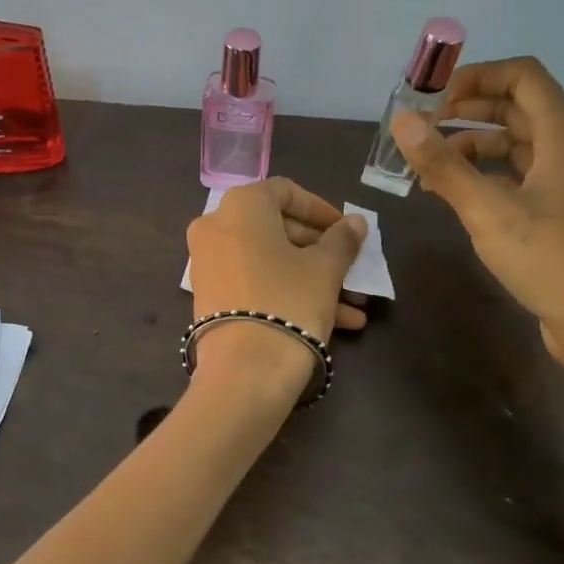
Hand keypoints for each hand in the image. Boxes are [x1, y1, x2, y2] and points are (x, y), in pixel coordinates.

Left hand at [186, 179, 367, 392]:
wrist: (244, 371)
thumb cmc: (289, 300)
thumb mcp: (325, 268)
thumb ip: (342, 240)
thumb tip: (355, 222)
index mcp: (241, 206)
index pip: (285, 192)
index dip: (320, 209)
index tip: (346, 230)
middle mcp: (216, 227)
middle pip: (275, 227)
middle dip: (318, 248)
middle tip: (349, 265)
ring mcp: (208, 264)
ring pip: (269, 261)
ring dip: (310, 277)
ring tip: (352, 303)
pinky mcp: (210, 298)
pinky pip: (255, 283)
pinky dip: (288, 293)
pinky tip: (334, 321)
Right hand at [390, 57, 563, 426]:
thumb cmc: (554, 260)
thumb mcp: (489, 211)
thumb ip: (443, 164)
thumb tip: (401, 121)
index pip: (522, 76)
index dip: (476, 77)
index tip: (432, 99)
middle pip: (520, 108)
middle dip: (469, 112)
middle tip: (422, 131)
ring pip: (521, 146)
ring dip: (476, 147)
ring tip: (431, 169)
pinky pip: (526, 178)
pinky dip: (491, 177)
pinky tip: (460, 198)